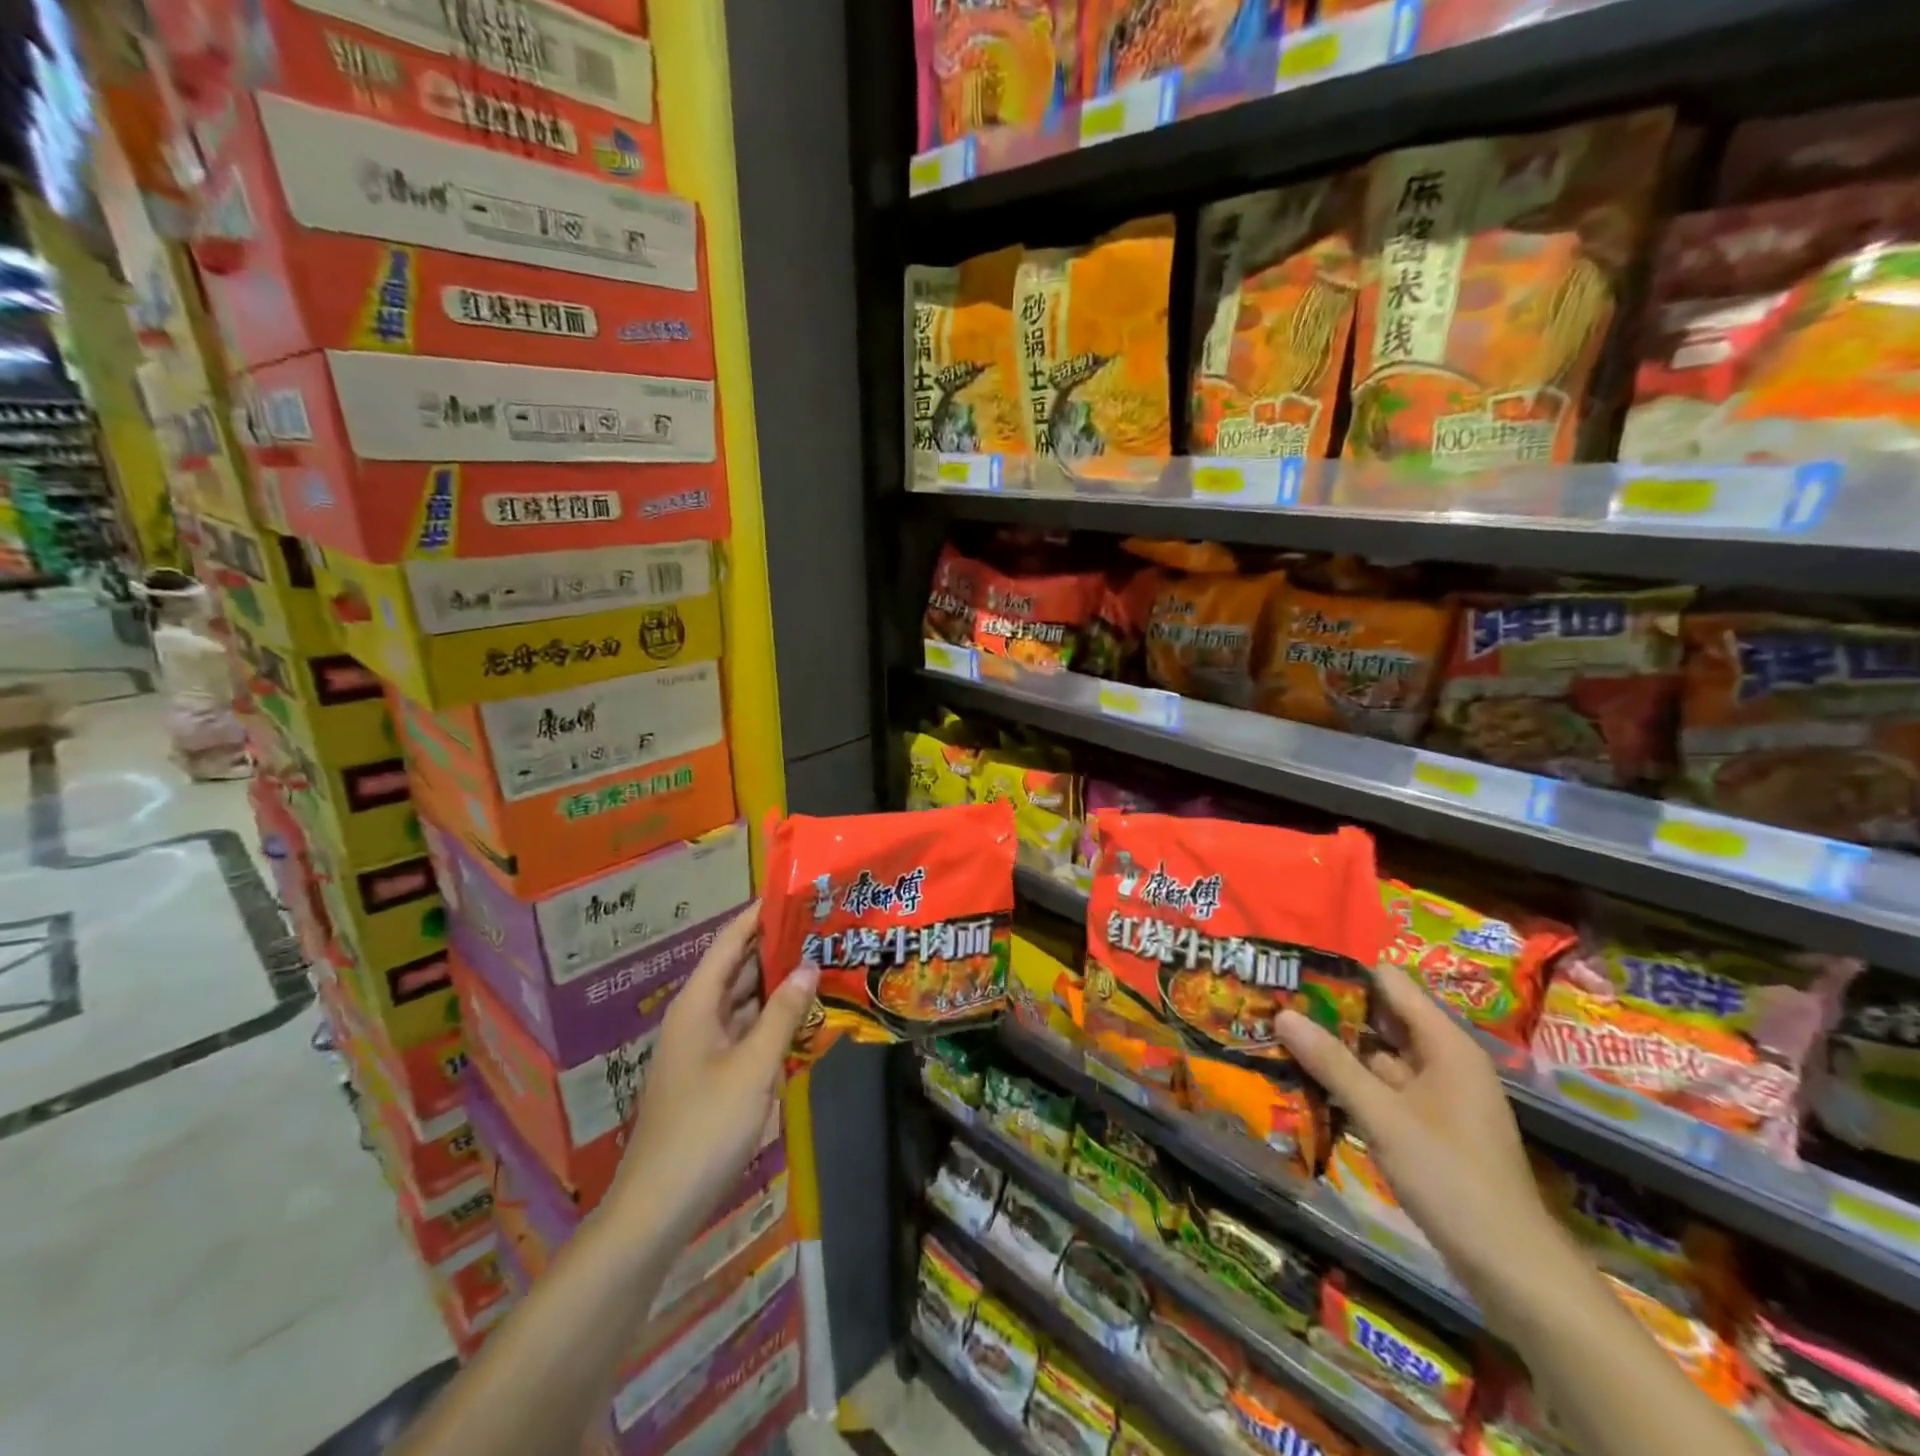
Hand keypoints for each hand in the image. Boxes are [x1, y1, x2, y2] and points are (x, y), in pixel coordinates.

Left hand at [605, 906, 817, 1248]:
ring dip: (777, 986)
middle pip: (738, 969)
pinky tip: (803, 1018)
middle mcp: (697, 1018)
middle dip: (776, 948)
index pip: (729, 942)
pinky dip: (771, 1021)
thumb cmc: (704, 1127)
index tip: (792, 893)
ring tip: (821, 963)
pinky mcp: (711, 1076)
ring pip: (743, 1003)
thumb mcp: (753, 1067)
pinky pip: (745, 1033)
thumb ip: (782, 1014)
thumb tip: (808, 965)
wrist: (657, 1207)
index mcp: (697, 1005)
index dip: (757, 915)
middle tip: (821, 928)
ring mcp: (703, 1049)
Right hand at [1275, 965, 1571, 1318]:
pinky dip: (1350, 1082)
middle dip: (1330, 1012)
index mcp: (1445, 1044)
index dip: (1343, 974)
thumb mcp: (1383, 1116)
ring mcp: (1437, 1094)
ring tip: (1279, 1037)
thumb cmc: (1451, 1178)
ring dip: (1335, 1049)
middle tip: (1275, 1005)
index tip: (1295, 974)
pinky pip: (1382, 1088)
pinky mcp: (1428, 1125)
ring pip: (1377, 1055)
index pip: (1389, 983)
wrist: (1512, 1269)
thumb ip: (1332, 1063)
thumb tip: (1282, 1014)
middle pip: (1381, 1017)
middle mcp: (1443, 1059)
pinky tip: (1308, 1082)